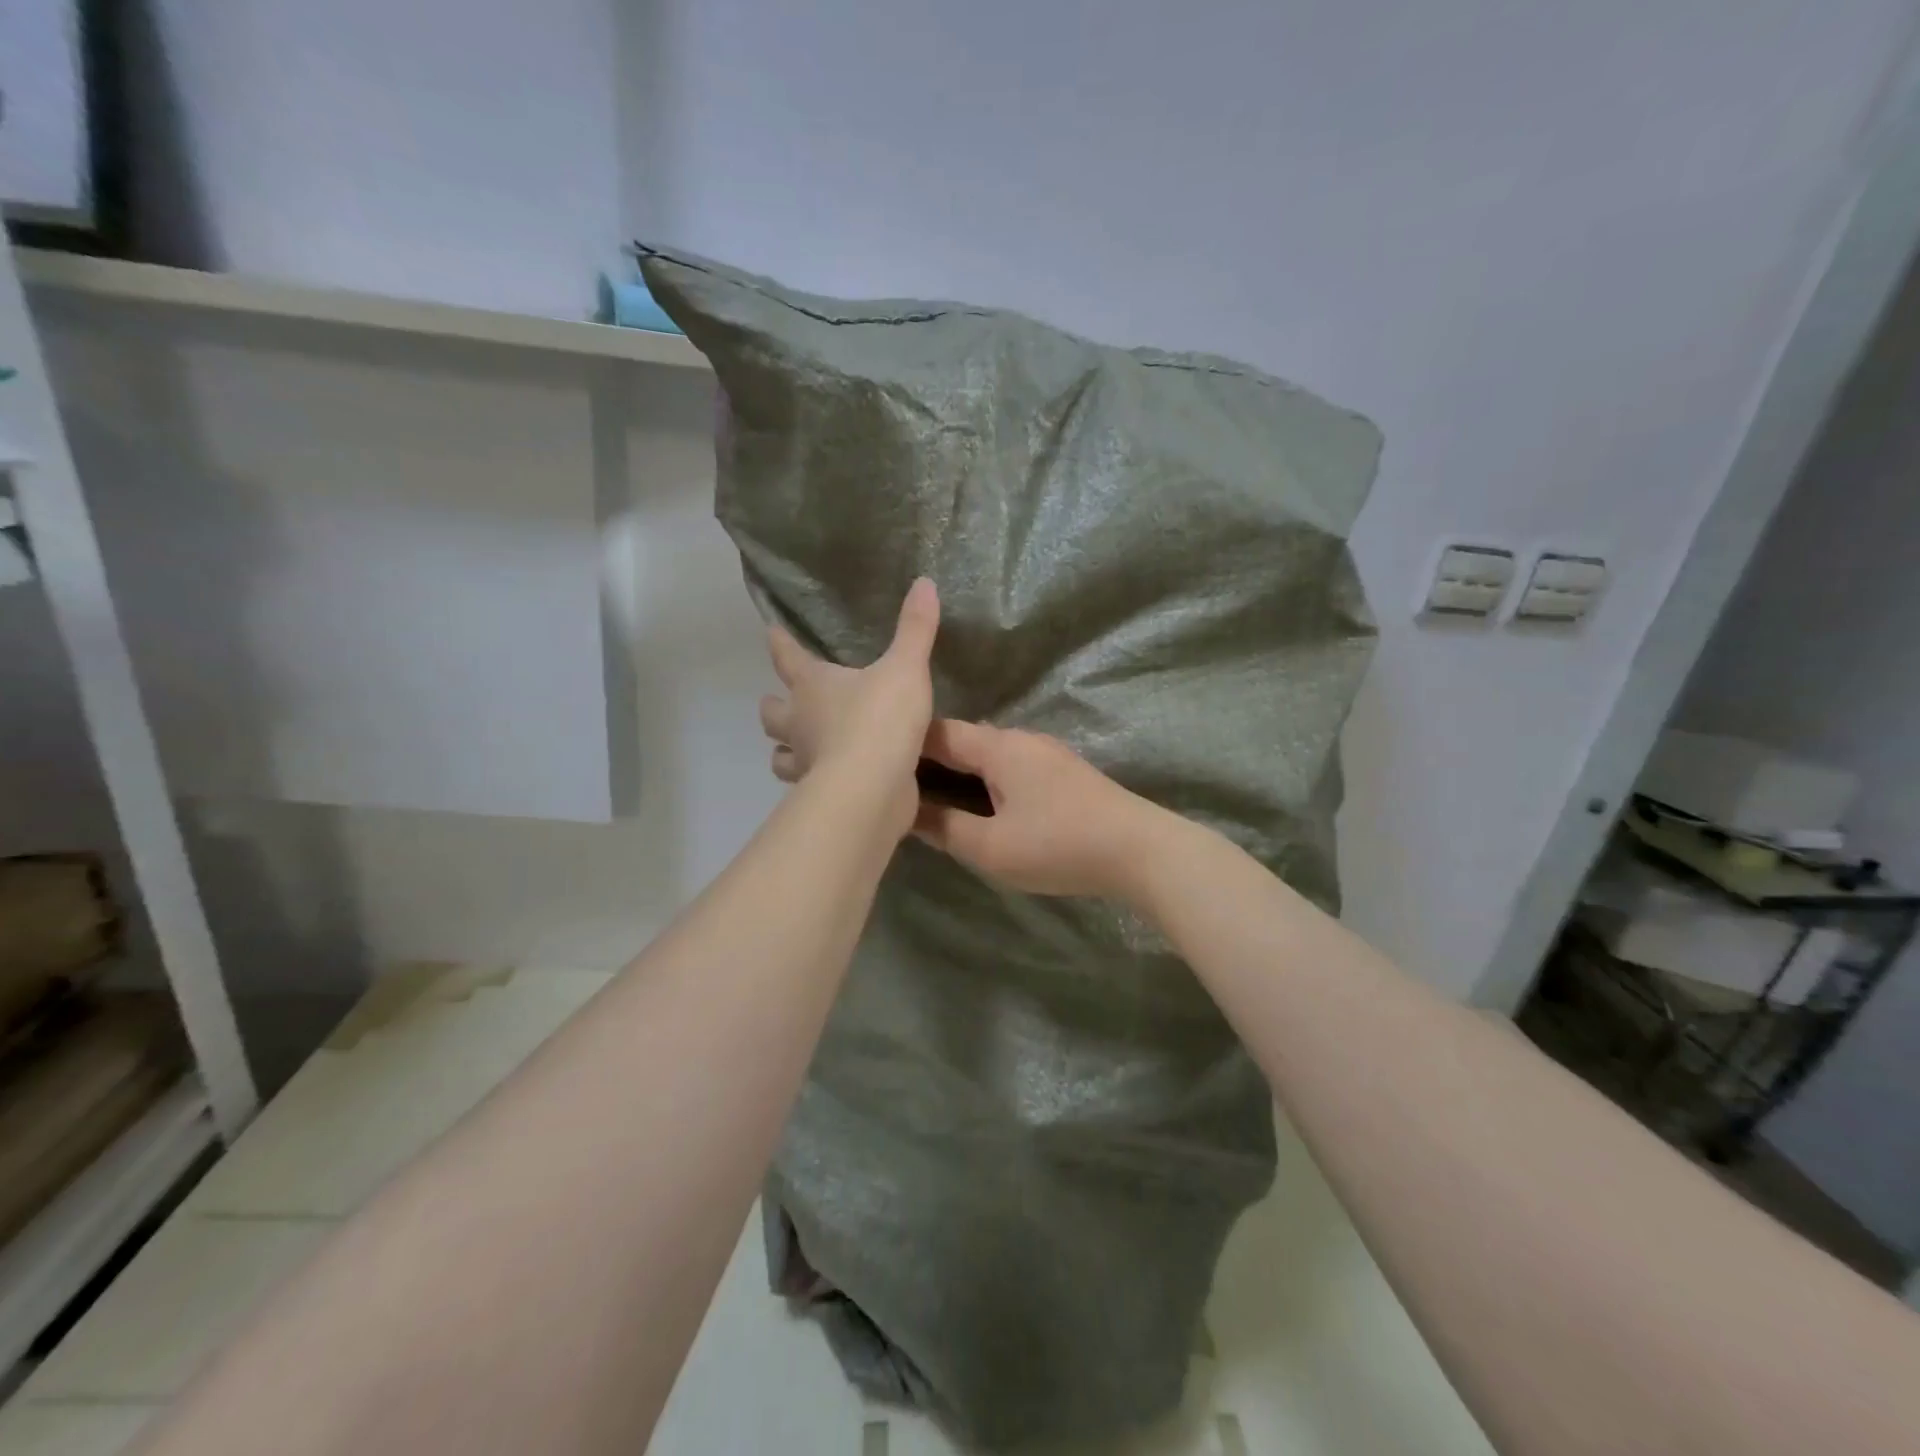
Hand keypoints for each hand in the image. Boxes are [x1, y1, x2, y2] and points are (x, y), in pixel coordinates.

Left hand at [759, 579, 939, 838]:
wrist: (872, 789)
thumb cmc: (880, 720)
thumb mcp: (905, 668)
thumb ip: (915, 629)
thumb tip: (924, 582)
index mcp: (812, 685)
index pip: (787, 656)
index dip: (780, 642)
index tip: (770, 631)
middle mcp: (799, 722)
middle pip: (772, 712)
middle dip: (774, 705)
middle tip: (783, 701)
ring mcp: (806, 762)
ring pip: (780, 755)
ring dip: (786, 749)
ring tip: (800, 745)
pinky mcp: (820, 794)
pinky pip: (807, 785)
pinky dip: (813, 780)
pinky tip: (829, 778)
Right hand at [913, 720, 1165, 896]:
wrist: (1140, 850)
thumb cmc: (1058, 845)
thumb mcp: (990, 847)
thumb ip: (944, 828)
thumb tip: (907, 812)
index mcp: (997, 747)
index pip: (938, 733)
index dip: (905, 744)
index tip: (878, 764)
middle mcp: (1019, 739)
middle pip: (963, 740)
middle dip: (931, 759)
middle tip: (901, 787)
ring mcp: (1046, 753)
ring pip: (988, 754)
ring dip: (960, 771)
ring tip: (934, 798)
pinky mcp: (1063, 772)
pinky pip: (1010, 766)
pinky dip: (986, 779)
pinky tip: (981, 803)